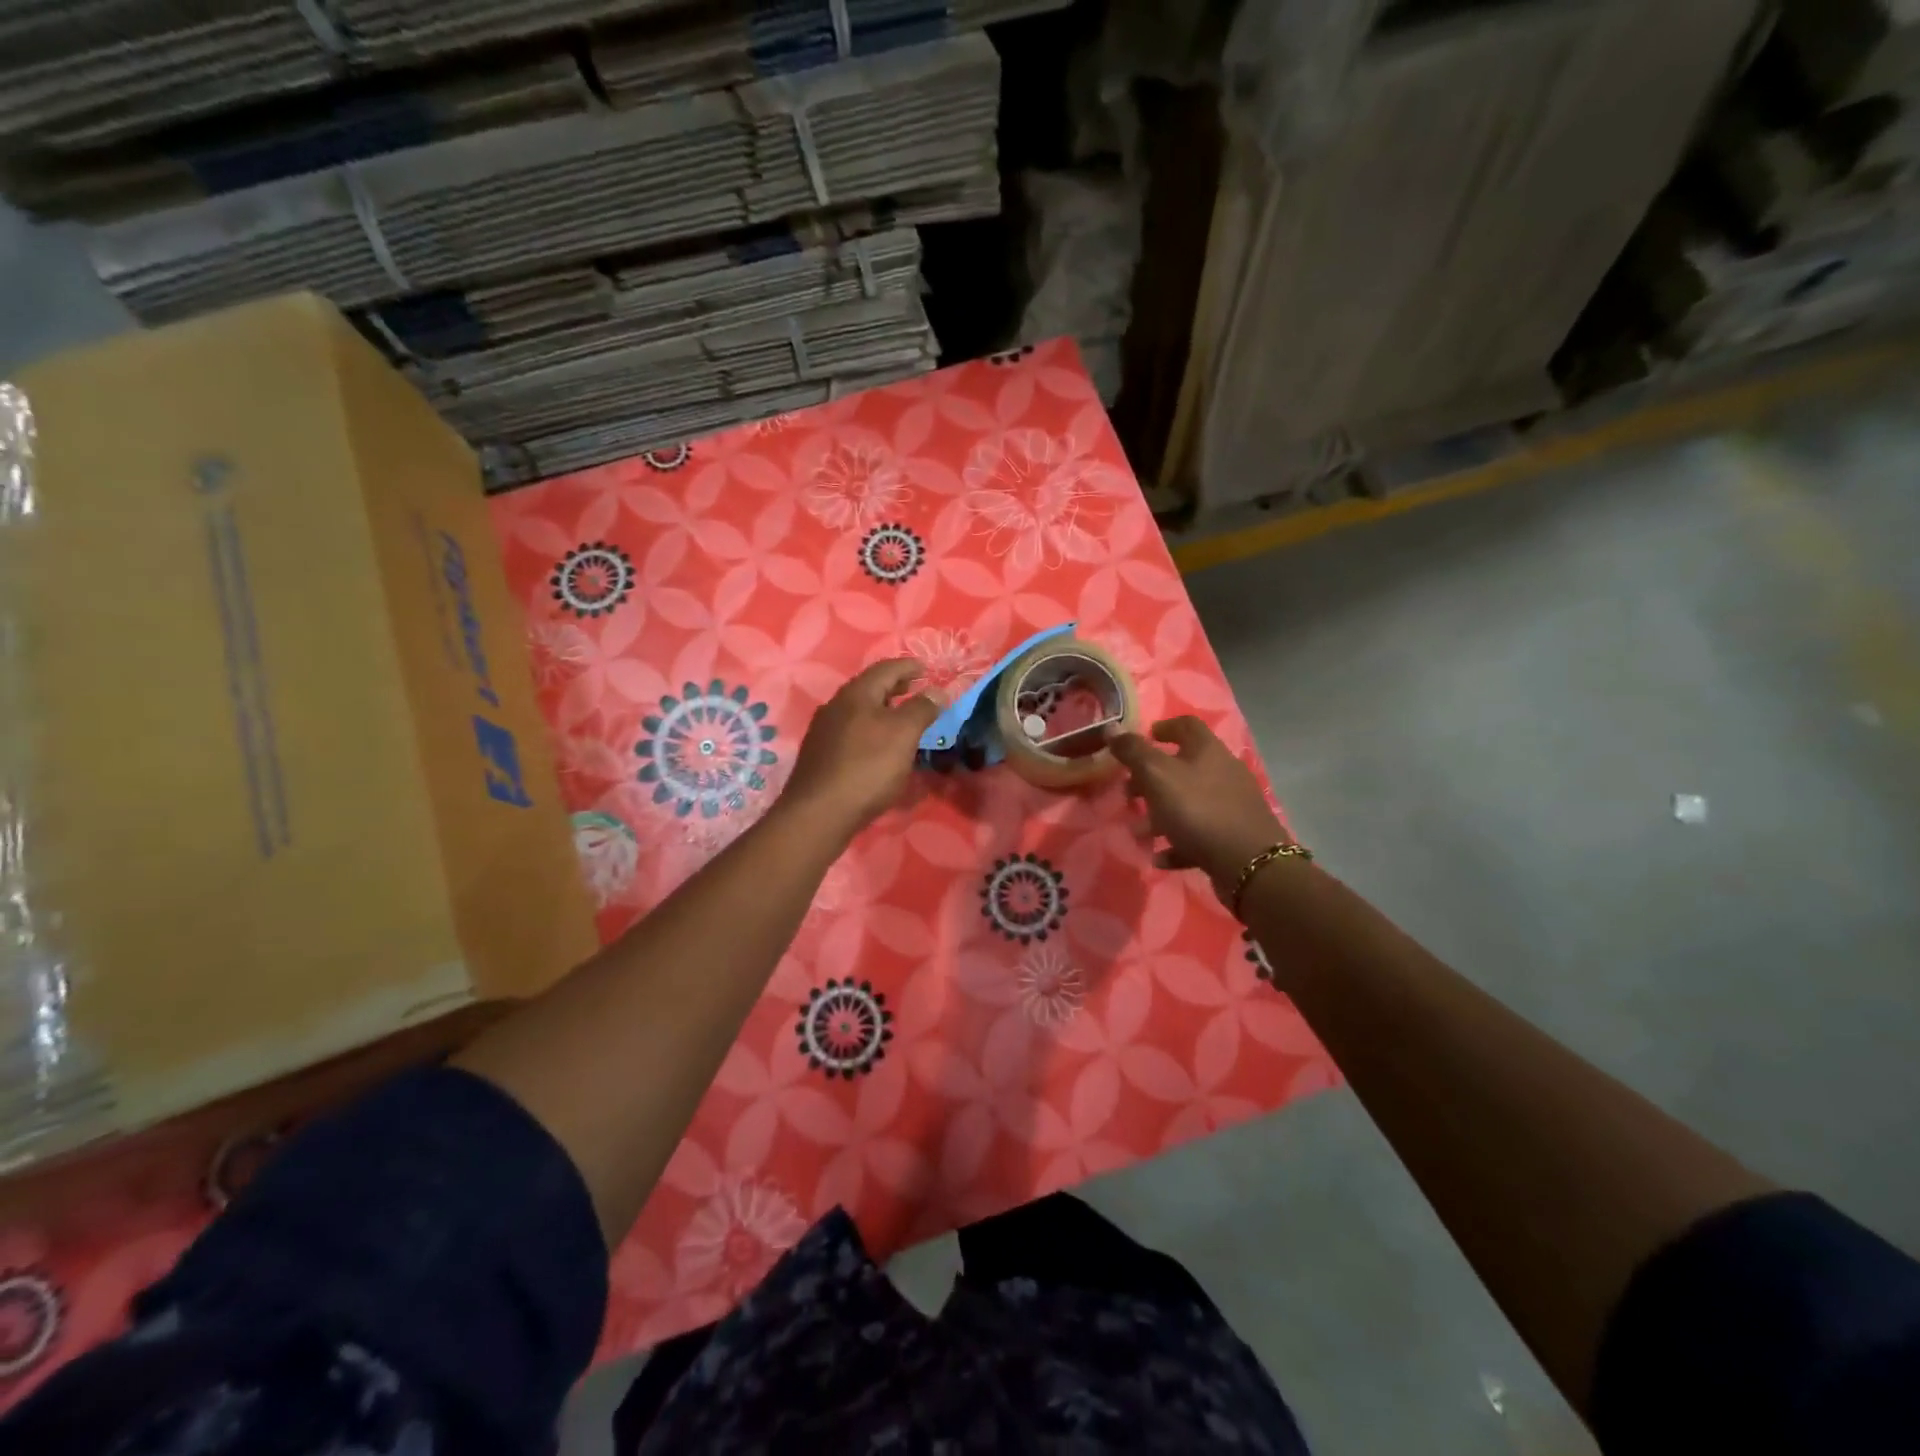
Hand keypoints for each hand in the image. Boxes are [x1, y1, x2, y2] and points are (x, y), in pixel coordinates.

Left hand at [781, 658, 939, 836]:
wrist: (819, 812)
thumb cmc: (867, 766)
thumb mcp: (903, 734)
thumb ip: (922, 708)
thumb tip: (937, 690)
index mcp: (856, 693)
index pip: (886, 668)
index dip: (910, 666)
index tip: (928, 670)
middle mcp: (836, 706)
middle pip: (870, 688)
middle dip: (896, 687)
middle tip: (917, 691)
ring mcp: (824, 731)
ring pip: (859, 711)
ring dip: (883, 711)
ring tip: (903, 721)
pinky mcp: (821, 756)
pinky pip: (852, 733)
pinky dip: (871, 731)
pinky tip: (880, 747)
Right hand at [1107, 717, 1288, 900]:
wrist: (1249, 863)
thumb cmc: (1198, 810)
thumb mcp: (1157, 776)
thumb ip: (1133, 752)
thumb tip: (1111, 727)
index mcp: (1207, 750)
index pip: (1186, 725)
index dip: (1163, 727)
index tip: (1143, 739)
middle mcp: (1223, 772)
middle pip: (1183, 766)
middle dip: (1152, 778)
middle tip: (1129, 791)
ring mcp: (1231, 805)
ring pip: (1189, 802)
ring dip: (1160, 813)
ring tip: (1138, 831)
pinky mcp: (1233, 835)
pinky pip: (1198, 834)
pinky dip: (1177, 842)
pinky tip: (1159, 856)